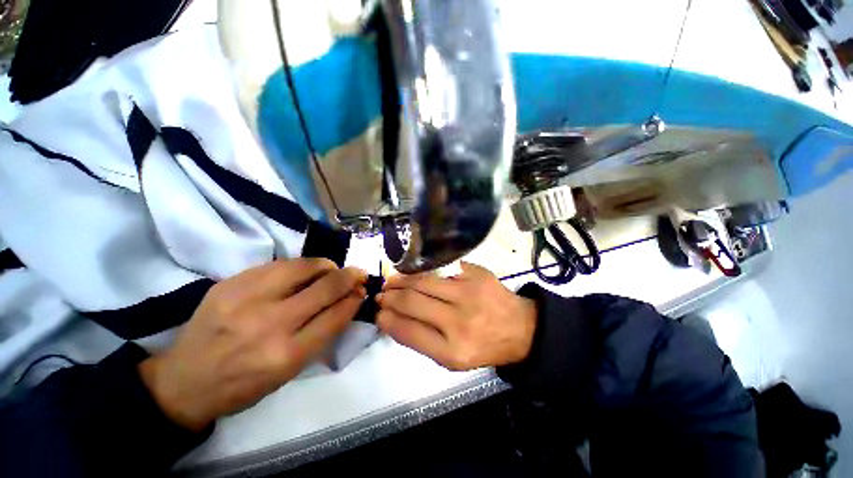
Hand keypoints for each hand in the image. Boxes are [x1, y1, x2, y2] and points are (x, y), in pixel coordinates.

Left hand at [138, 259, 366, 430]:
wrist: (184, 381)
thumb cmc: (245, 384)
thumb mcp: (290, 372)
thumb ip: (322, 334)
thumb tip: (348, 301)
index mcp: (287, 355)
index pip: (337, 315)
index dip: (355, 299)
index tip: (362, 290)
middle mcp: (270, 325)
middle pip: (326, 287)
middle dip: (350, 276)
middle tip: (357, 273)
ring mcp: (247, 300)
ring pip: (304, 267)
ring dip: (326, 265)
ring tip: (331, 269)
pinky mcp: (231, 283)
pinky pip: (279, 264)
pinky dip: (300, 265)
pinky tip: (303, 271)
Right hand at [377, 262, 536, 370]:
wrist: (519, 328)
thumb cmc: (483, 346)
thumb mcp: (452, 358)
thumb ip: (422, 340)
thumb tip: (392, 317)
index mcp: (453, 351)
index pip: (408, 331)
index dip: (387, 319)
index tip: (378, 312)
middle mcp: (460, 321)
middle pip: (412, 301)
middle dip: (390, 296)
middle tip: (382, 294)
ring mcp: (469, 292)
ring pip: (423, 280)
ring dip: (402, 280)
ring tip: (393, 281)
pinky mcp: (476, 273)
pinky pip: (440, 269)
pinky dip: (424, 271)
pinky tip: (415, 273)